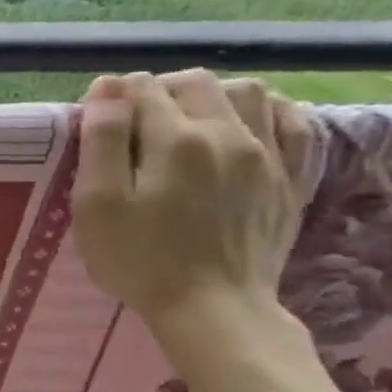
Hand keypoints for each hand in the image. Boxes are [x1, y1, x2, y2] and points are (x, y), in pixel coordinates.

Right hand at [71, 70, 311, 340]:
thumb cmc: (139, 259)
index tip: (100, 123)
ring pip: (248, 92)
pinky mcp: (291, 178)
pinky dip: (268, 112)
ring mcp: (268, 155)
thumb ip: (101, 140)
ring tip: (187, 122)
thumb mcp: (97, 204)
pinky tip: (246, 126)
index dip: (114, 98)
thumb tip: (107, 87)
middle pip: (195, 82)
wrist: (213, 309)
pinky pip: (294, 122)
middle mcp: (228, 133)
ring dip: (212, 95)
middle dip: (160, 90)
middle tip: (135, 122)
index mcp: (175, 139)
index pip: (142, 89)